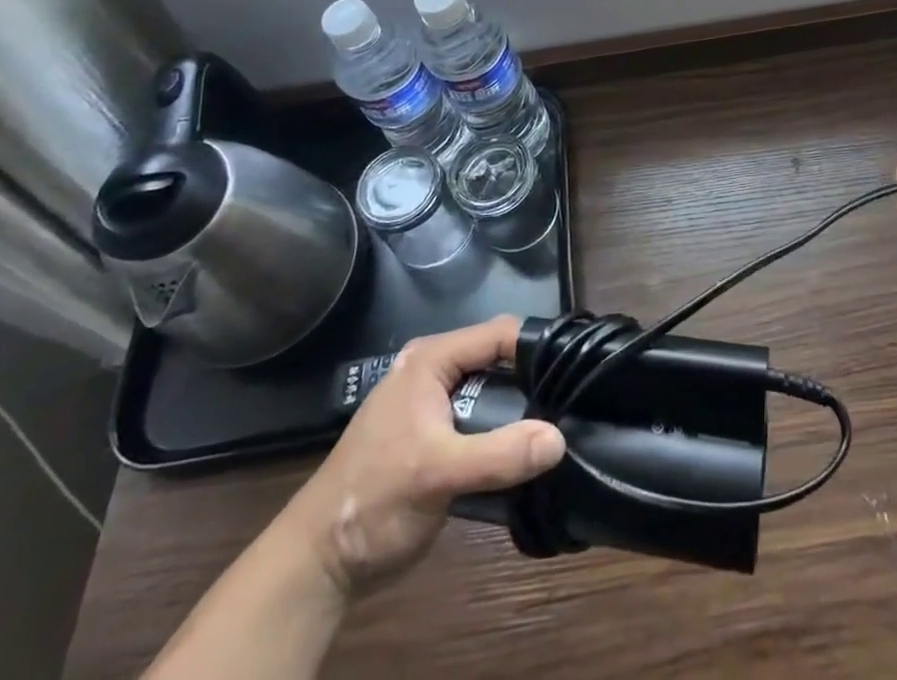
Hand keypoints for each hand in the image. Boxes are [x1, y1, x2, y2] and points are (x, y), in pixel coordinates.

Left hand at [279, 316, 564, 596]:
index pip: (499, 334)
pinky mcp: (439, 437)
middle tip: (574, 402)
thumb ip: (498, 454)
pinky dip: (506, 433)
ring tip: (562, 425)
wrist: (320, 563)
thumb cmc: (374, 499)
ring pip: (494, 393)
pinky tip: (531, 451)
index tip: (576, 367)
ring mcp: (436, 404)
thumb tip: (559, 439)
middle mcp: (436, 370)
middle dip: (534, 381)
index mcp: (432, 359)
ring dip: (522, 411)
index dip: (538, 347)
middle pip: (500, 361)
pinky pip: (484, 422)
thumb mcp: (437, 474)